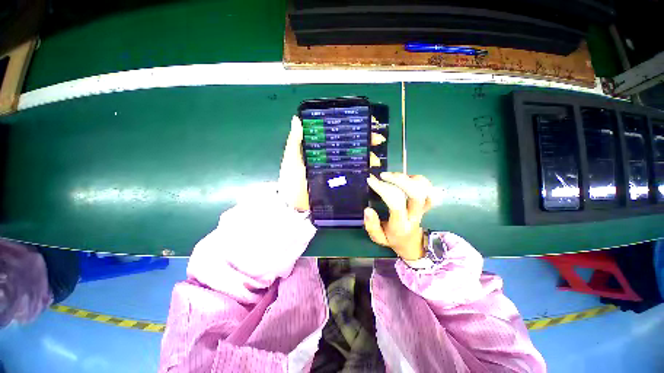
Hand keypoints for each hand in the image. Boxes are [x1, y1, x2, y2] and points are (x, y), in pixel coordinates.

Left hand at [278, 116, 386, 211]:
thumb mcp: (292, 159)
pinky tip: (372, 171)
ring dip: (368, 157)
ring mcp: (337, 171)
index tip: (366, 122)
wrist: (294, 206)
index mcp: (321, 149)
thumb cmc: (291, 180)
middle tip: (378, 139)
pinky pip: (355, 176)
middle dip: (366, 140)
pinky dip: (364, 172)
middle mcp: (331, 158)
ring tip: (375, 160)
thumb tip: (297, 118)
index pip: (338, 135)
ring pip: (356, 160)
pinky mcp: (340, 183)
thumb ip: (295, 141)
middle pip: (351, 146)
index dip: (352, 127)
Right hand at [364, 173, 432, 260]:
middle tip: (383, 175)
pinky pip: (428, 187)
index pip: (396, 203)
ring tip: (392, 176)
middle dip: (399, 180)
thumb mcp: (378, 238)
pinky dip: (417, 179)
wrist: (412, 243)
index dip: (383, 189)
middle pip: (416, 193)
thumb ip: (372, 226)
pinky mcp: (426, 202)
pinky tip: (404, 178)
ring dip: (408, 178)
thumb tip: (367, 209)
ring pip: (424, 189)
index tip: (370, 180)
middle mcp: (414, 215)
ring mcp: (423, 208)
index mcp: (401, 225)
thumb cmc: (392, 238)